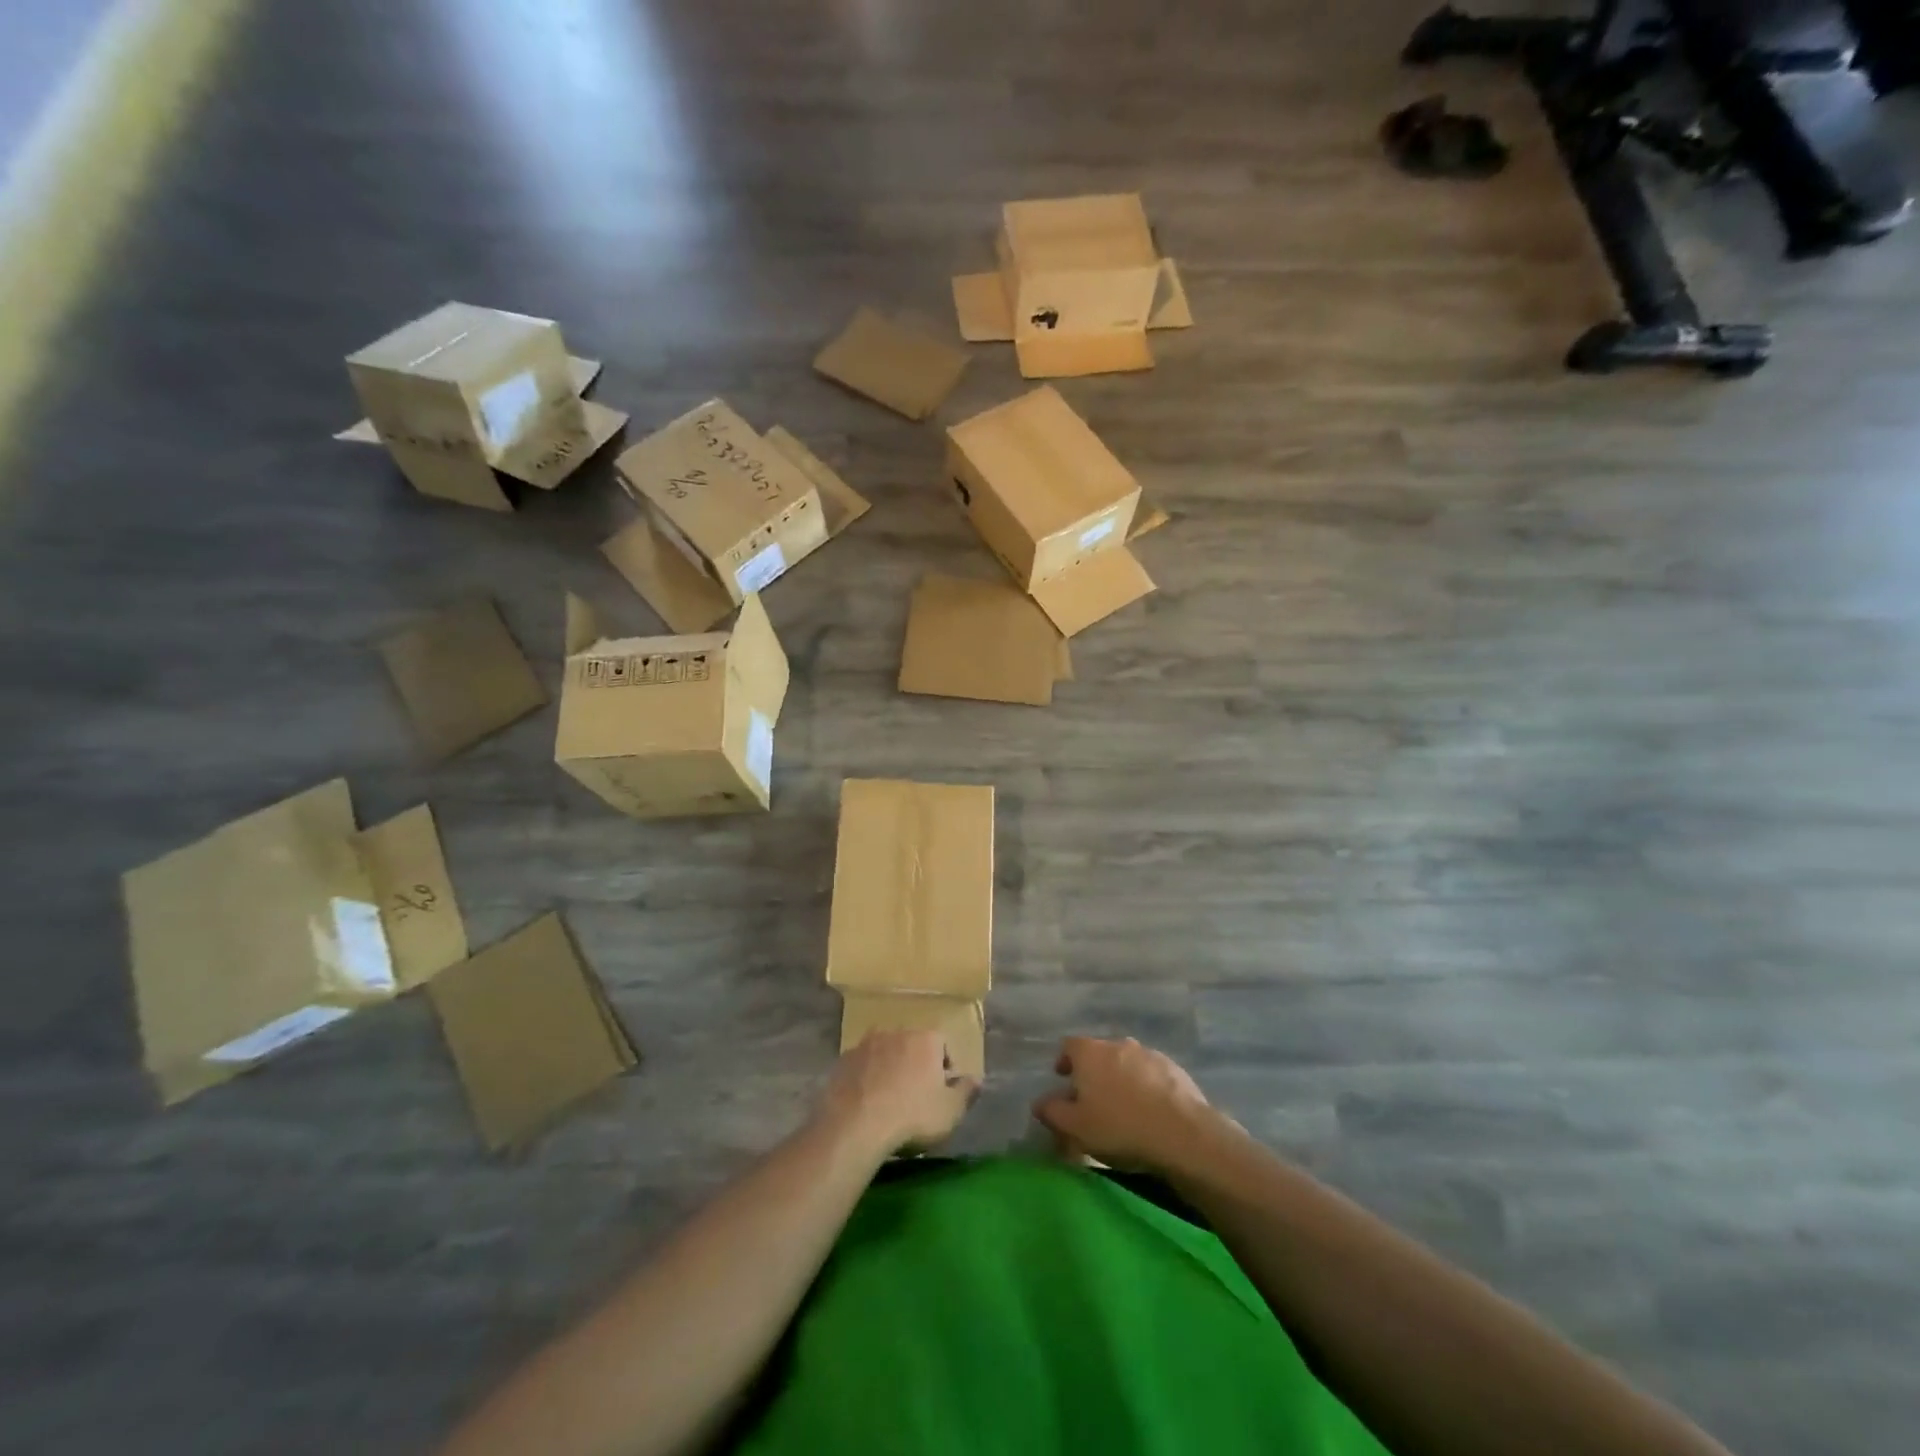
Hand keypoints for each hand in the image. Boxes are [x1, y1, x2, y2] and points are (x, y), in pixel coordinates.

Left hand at [819, 1029, 977, 1158]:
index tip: (941, 1091)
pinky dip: (866, 1077)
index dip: (944, 1067)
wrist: (856, 1126)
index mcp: (926, 1039)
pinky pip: (862, 1065)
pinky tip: (865, 1101)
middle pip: (912, 1045)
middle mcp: (896, 1032)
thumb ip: (966, 1092)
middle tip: (915, 1094)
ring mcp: (866, 1044)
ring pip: (885, 1052)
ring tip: (888, 1099)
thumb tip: (976, 1079)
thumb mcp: (950, 1112)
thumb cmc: (912, 1117)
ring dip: (889, 1068)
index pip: (942, 1044)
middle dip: (916, 1064)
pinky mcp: (843, 1060)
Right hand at [1032, 1037, 1228, 1173]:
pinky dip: (1145, 1087)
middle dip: (1093, 1073)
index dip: (1064, 1061)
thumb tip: (1039, 1103)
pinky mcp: (1174, 1069)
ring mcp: (1148, 1054)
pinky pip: (1151, 1075)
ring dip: (1121, 1079)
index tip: (1063, 1079)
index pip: (1069, 1046)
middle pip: (1099, 1054)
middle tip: (1092, 1100)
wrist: (1182, 1132)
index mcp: (1090, 1053)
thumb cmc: (1119, 1127)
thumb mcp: (1076, 1127)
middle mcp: (1118, 1044)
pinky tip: (1150, 1112)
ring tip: (1123, 1108)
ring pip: (1126, 1063)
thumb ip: (1053, 1112)